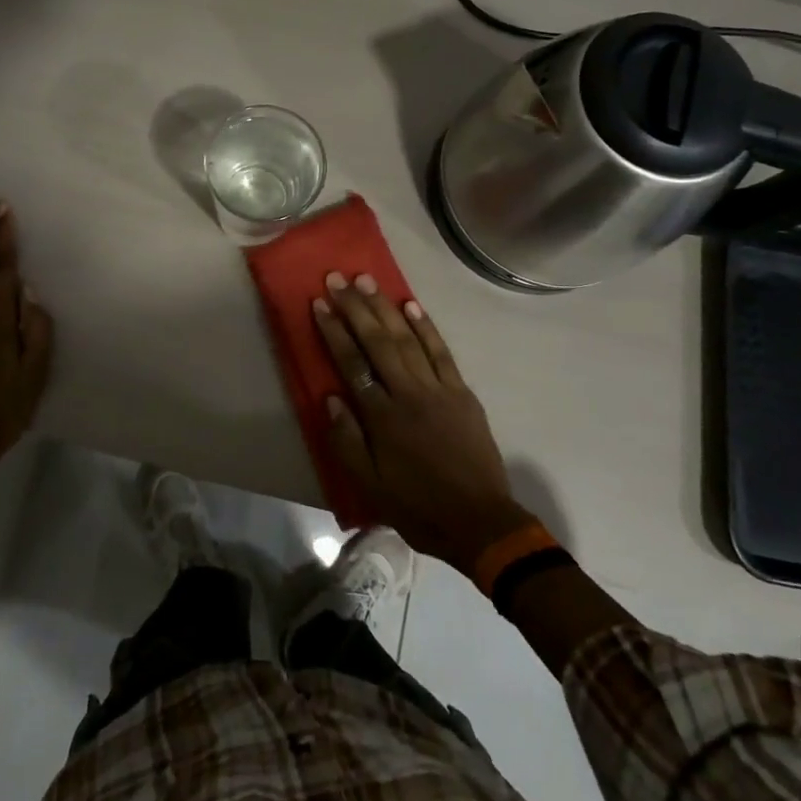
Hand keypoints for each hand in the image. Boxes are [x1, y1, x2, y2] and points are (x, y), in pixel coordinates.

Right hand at [312, 273, 534, 575]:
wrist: (480, 522)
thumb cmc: (418, 506)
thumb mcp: (370, 486)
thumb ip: (346, 441)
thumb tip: (331, 397)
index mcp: (383, 417)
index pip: (352, 363)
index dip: (334, 331)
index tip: (319, 302)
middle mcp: (409, 393)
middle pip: (378, 341)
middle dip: (355, 307)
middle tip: (337, 278)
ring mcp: (439, 389)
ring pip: (408, 339)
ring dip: (385, 308)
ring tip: (367, 281)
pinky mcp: (462, 393)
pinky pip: (442, 352)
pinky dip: (426, 327)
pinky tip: (411, 306)